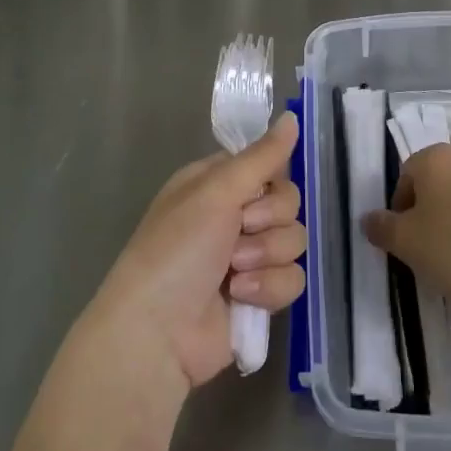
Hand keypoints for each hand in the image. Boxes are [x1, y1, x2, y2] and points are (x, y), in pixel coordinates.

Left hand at [83, 112, 306, 392]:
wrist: (157, 333)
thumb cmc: (177, 250)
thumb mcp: (216, 192)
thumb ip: (261, 156)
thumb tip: (293, 116)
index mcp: (216, 184)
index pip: (267, 165)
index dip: (270, 179)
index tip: (256, 190)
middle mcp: (232, 215)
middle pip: (288, 202)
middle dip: (268, 221)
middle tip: (240, 231)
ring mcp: (247, 257)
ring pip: (294, 241)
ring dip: (266, 256)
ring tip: (234, 273)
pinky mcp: (258, 295)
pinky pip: (292, 279)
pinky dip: (269, 288)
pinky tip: (242, 297)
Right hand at [361, 143, 450, 316]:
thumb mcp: (407, 243)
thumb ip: (382, 228)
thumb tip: (369, 219)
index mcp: (435, 157)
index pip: (404, 176)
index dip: (398, 211)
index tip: (404, 242)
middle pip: (432, 186)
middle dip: (425, 217)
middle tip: (424, 252)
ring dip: (450, 225)